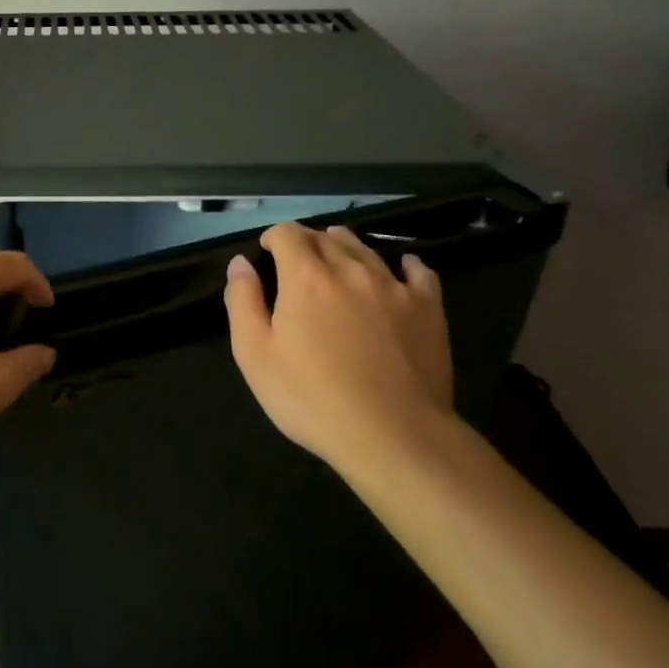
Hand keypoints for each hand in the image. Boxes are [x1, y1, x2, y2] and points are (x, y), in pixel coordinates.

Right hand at [224, 223, 454, 472]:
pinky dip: (405, 264)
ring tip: (337, 255)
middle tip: (296, 260)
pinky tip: (402, 268)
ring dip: (346, 246)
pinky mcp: (428, 309)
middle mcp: (350, 270)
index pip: (288, 234)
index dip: (273, 237)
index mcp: (305, 277)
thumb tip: (241, 263)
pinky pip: (418, 272)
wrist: (392, 433)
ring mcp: (394, 287)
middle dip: (306, 241)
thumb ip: (243, 301)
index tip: (266, 252)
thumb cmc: (311, 397)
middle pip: (326, 237)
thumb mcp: (254, 355)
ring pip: (366, 250)